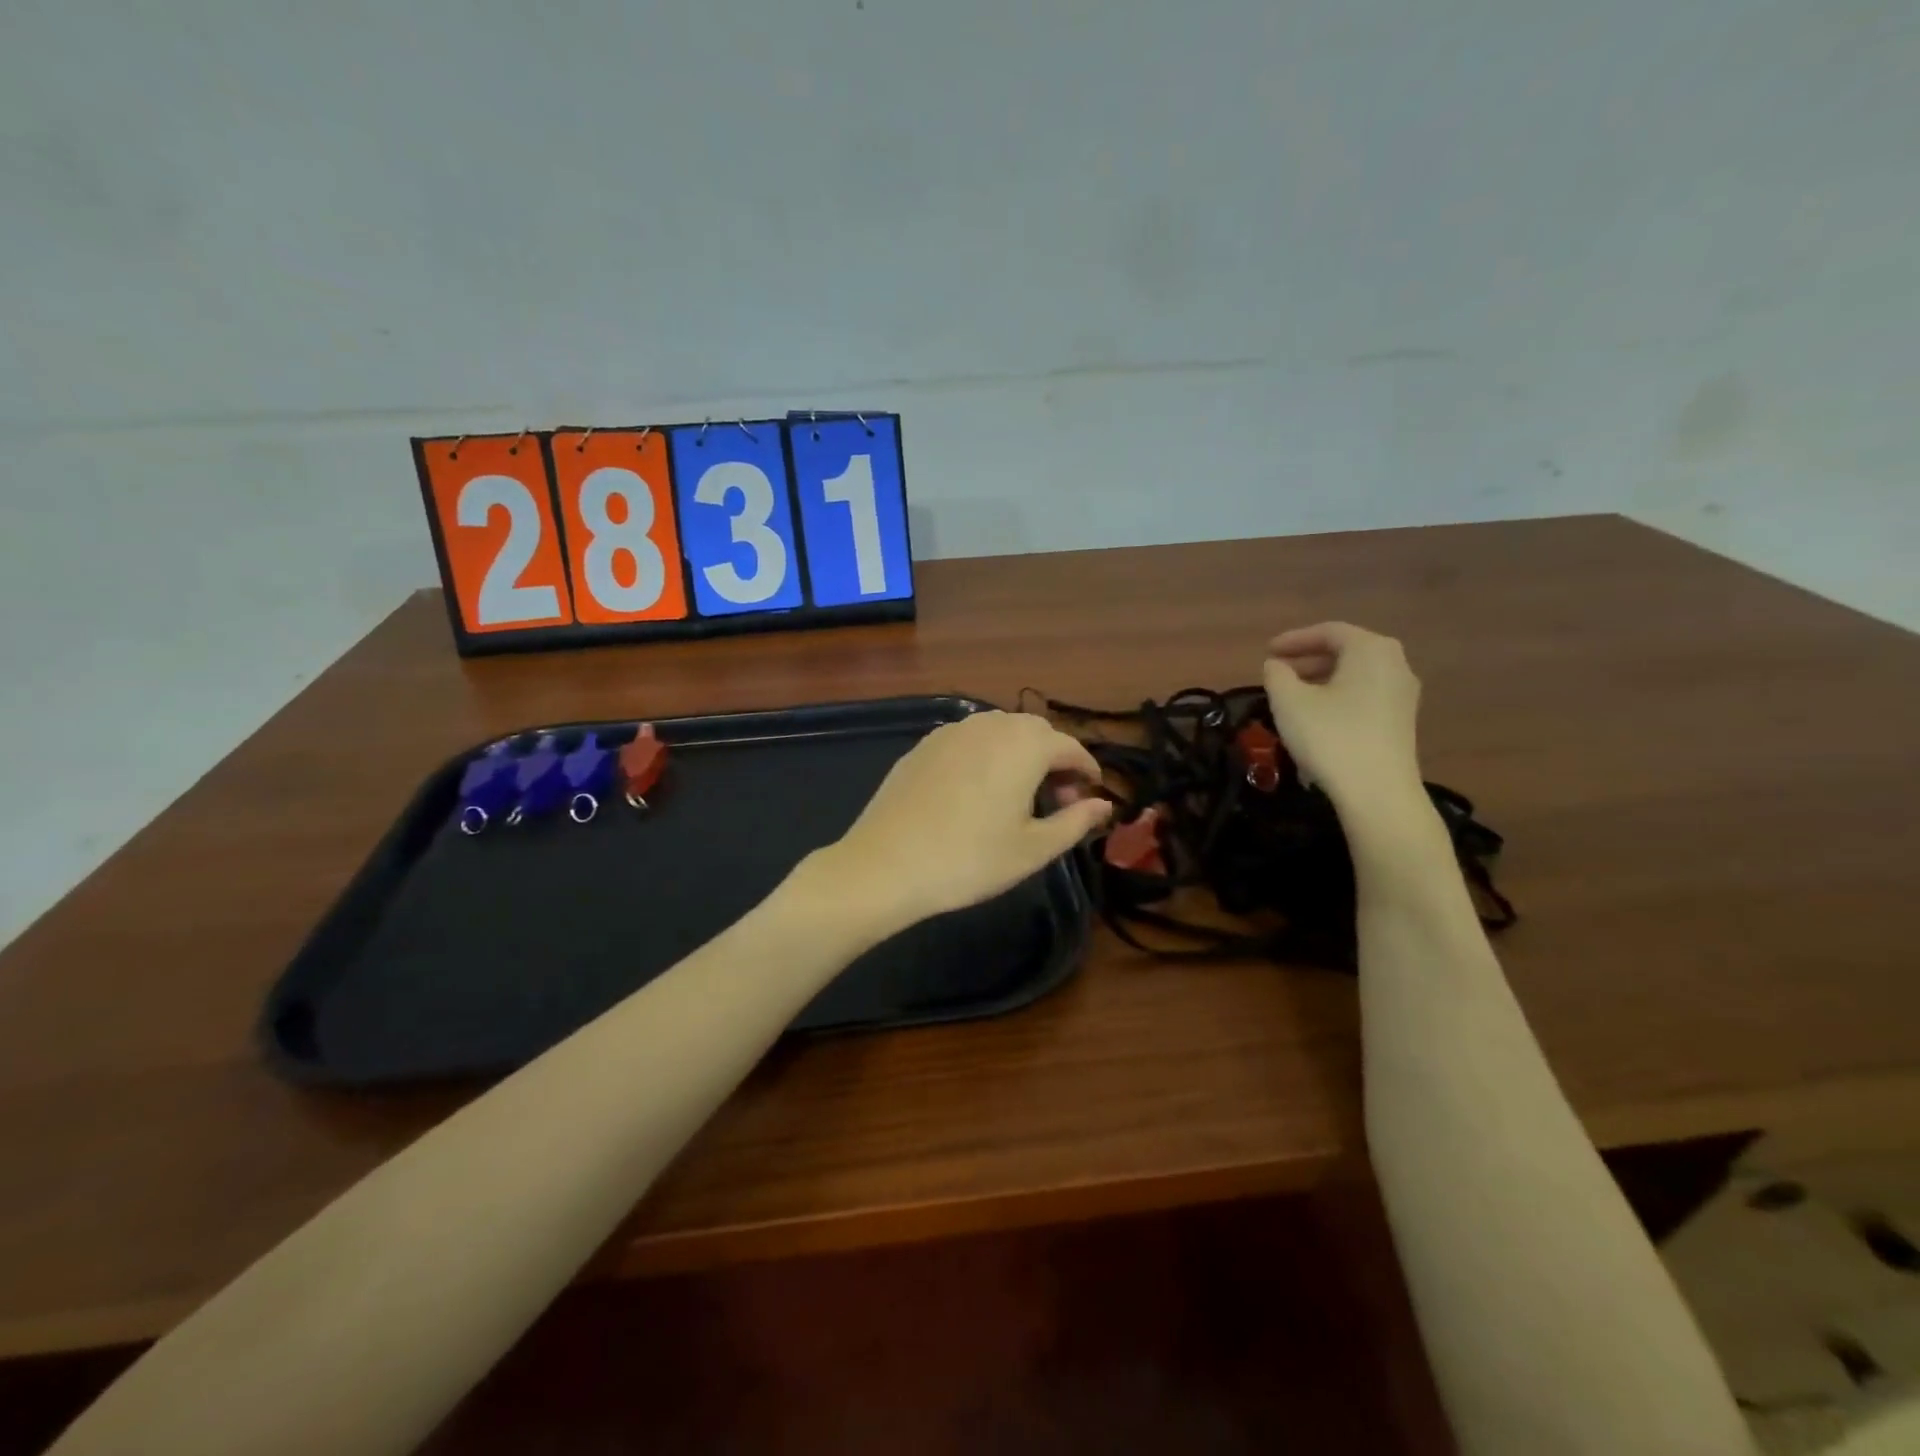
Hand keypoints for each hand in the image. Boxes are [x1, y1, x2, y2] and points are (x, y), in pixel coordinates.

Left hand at [814, 711, 1113, 934]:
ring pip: (1000, 731)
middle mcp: (990, 726)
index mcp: (1024, 745)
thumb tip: (1103, 805)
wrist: (885, 864)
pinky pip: (969, 740)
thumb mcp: (1033, 849)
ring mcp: (951, 732)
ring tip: (1019, 795)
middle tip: (1057, 800)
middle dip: (1054, 759)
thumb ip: (1075, 822)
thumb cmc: (969, 860)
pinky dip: (986, 755)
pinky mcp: (923, 745)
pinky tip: (978, 790)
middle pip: (1036, 732)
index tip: (1091, 796)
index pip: (1070, 747)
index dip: (1087, 770)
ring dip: (1020, 754)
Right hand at [1264, 623, 1426, 817]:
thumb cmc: (1330, 736)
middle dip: (1309, 659)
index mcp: (1370, 649)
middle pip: (1346, 651)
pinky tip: (1317, 716)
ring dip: (1322, 679)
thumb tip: (1276, 666)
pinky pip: (1365, 695)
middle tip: (1279, 671)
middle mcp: (1395, 664)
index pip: (1329, 632)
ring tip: (1293, 694)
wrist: (1376, 791)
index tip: (1267, 652)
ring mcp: (1403, 694)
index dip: (1294, 639)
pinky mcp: (1402, 721)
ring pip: (1356, 674)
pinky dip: (1339, 695)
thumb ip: (1277, 675)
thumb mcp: (1289, 701)